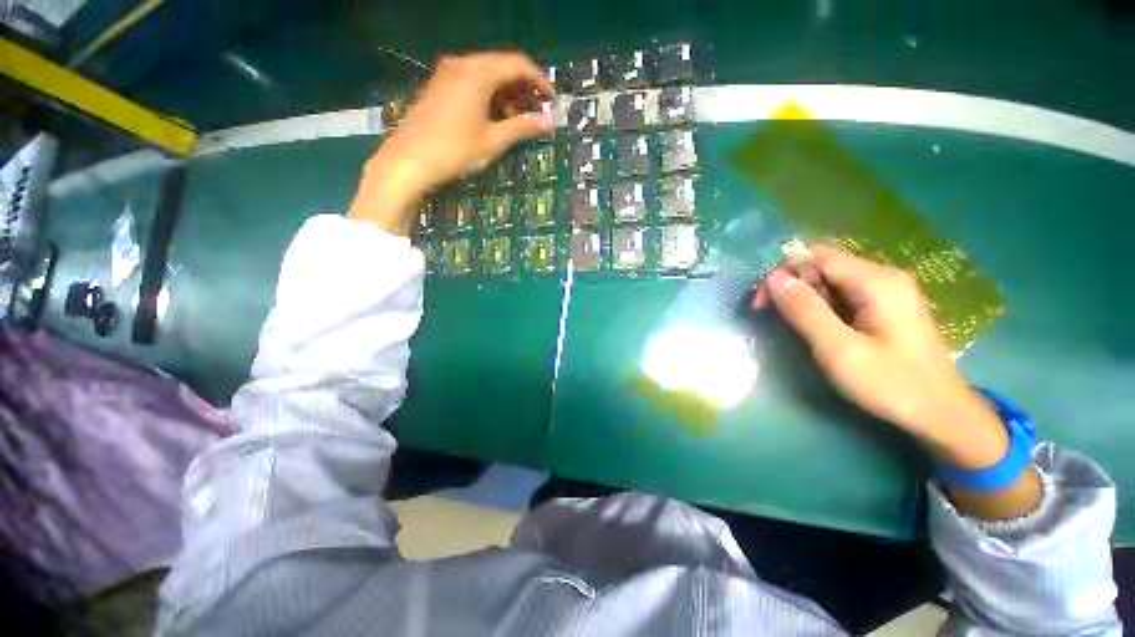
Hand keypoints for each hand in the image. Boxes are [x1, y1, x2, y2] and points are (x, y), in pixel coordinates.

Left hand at [348, 52, 555, 234]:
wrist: (409, 160)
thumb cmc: (455, 151)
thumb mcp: (493, 141)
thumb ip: (522, 127)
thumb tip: (549, 123)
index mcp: (478, 73)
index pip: (518, 65)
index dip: (540, 81)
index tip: (552, 101)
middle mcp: (463, 64)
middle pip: (502, 66)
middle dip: (524, 88)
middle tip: (538, 112)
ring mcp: (448, 73)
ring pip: (487, 74)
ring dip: (507, 93)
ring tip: (520, 119)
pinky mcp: (440, 85)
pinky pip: (472, 81)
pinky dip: (489, 95)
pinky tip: (496, 116)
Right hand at [756, 245, 1041, 519]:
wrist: (942, 415)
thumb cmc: (891, 383)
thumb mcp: (839, 349)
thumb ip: (805, 310)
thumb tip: (774, 278)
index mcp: (876, 281)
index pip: (817, 256)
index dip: (783, 273)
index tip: (764, 304)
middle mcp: (884, 277)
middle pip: (824, 266)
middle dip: (793, 286)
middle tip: (775, 317)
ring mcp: (889, 292)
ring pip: (833, 282)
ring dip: (806, 299)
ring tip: (797, 328)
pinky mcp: (888, 308)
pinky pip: (845, 295)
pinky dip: (823, 307)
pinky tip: (821, 330)